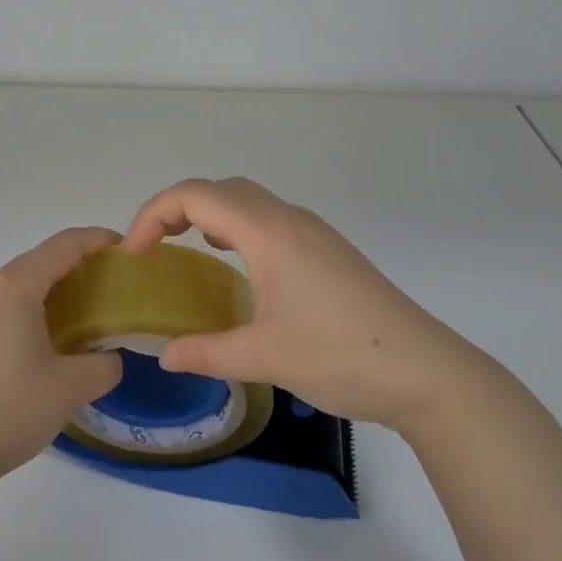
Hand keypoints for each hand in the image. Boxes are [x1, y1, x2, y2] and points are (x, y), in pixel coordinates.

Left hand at [0, 227, 124, 499]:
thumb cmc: (6, 410)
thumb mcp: (70, 389)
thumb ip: (104, 365)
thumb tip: (109, 357)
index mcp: (15, 287)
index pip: (64, 244)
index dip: (98, 240)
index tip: (127, 250)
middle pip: (40, 261)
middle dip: (79, 267)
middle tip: (113, 288)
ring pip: (19, 286)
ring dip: (54, 291)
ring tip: (85, 316)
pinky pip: (3, 308)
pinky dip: (31, 311)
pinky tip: (46, 344)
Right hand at [123, 178, 485, 433]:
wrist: (426, 372)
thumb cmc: (341, 356)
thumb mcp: (264, 357)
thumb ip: (206, 353)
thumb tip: (164, 356)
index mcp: (269, 233)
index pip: (196, 195)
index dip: (153, 214)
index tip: (134, 253)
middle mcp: (290, 220)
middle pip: (221, 188)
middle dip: (177, 206)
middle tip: (153, 246)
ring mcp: (315, 233)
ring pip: (249, 200)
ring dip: (210, 212)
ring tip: (188, 246)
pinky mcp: (329, 251)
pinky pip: (270, 219)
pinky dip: (238, 226)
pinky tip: (239, 264)